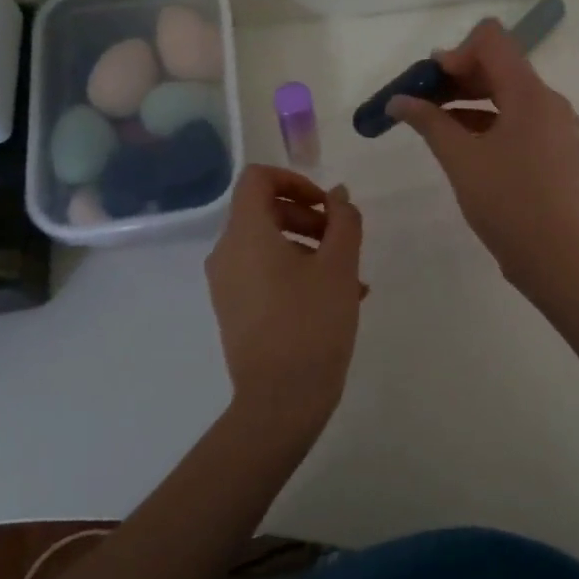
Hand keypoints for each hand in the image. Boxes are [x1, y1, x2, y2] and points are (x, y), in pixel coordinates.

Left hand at [205, 166, 364, 437]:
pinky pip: (264, 273)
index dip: (295, 180)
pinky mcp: (234, 309)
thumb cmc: (312, 323)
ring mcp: (227, 284)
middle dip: (309, 217)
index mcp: (246, 234)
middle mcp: (227, 253)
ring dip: (310, 247)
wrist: (281, 400)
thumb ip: (343, 220)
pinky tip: (336, 297)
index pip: (258, 179)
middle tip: (343, 240)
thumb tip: (337, 195)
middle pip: (265, 211)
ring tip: (351, 276)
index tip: (326, 205)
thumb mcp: (340, 265)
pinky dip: (296, 271)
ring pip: (268, 244)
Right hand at [387, 18, 578, 291]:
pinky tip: (456, 140)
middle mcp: (545, 99)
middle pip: (497, 64)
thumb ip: (428, 121)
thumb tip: (397, 100)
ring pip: (504, 92)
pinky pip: (514, 117)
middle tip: (420, 100)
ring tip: (430, 121)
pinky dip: (484, 120)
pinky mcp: (549, 147)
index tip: (430, 82)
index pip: (491, 40)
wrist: (554, 256)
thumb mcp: (460, 159)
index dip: (455, 52)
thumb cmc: (506, 202)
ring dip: (467, 98)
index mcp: (529, 92)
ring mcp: (551, 124)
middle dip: (456, 75)